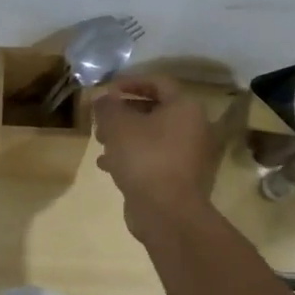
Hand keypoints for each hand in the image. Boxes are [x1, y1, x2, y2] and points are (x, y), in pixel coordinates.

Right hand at [91, 76, 219, 230]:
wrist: (167, 212)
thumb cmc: (145, 158)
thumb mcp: (118, 126)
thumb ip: (108, 106)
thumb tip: (103, 97)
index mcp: (185, 108)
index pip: (158, 82)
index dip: (130, 82)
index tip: (107, 90)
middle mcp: (194, 127)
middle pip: (155, 110)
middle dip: (124, 113)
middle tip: (101, 119)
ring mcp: (189, 155)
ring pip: (153, 136)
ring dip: (125, 136)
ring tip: (100, 141)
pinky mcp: (181, 177)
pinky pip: (154, 158)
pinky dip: (133, 157)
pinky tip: (108, 165)